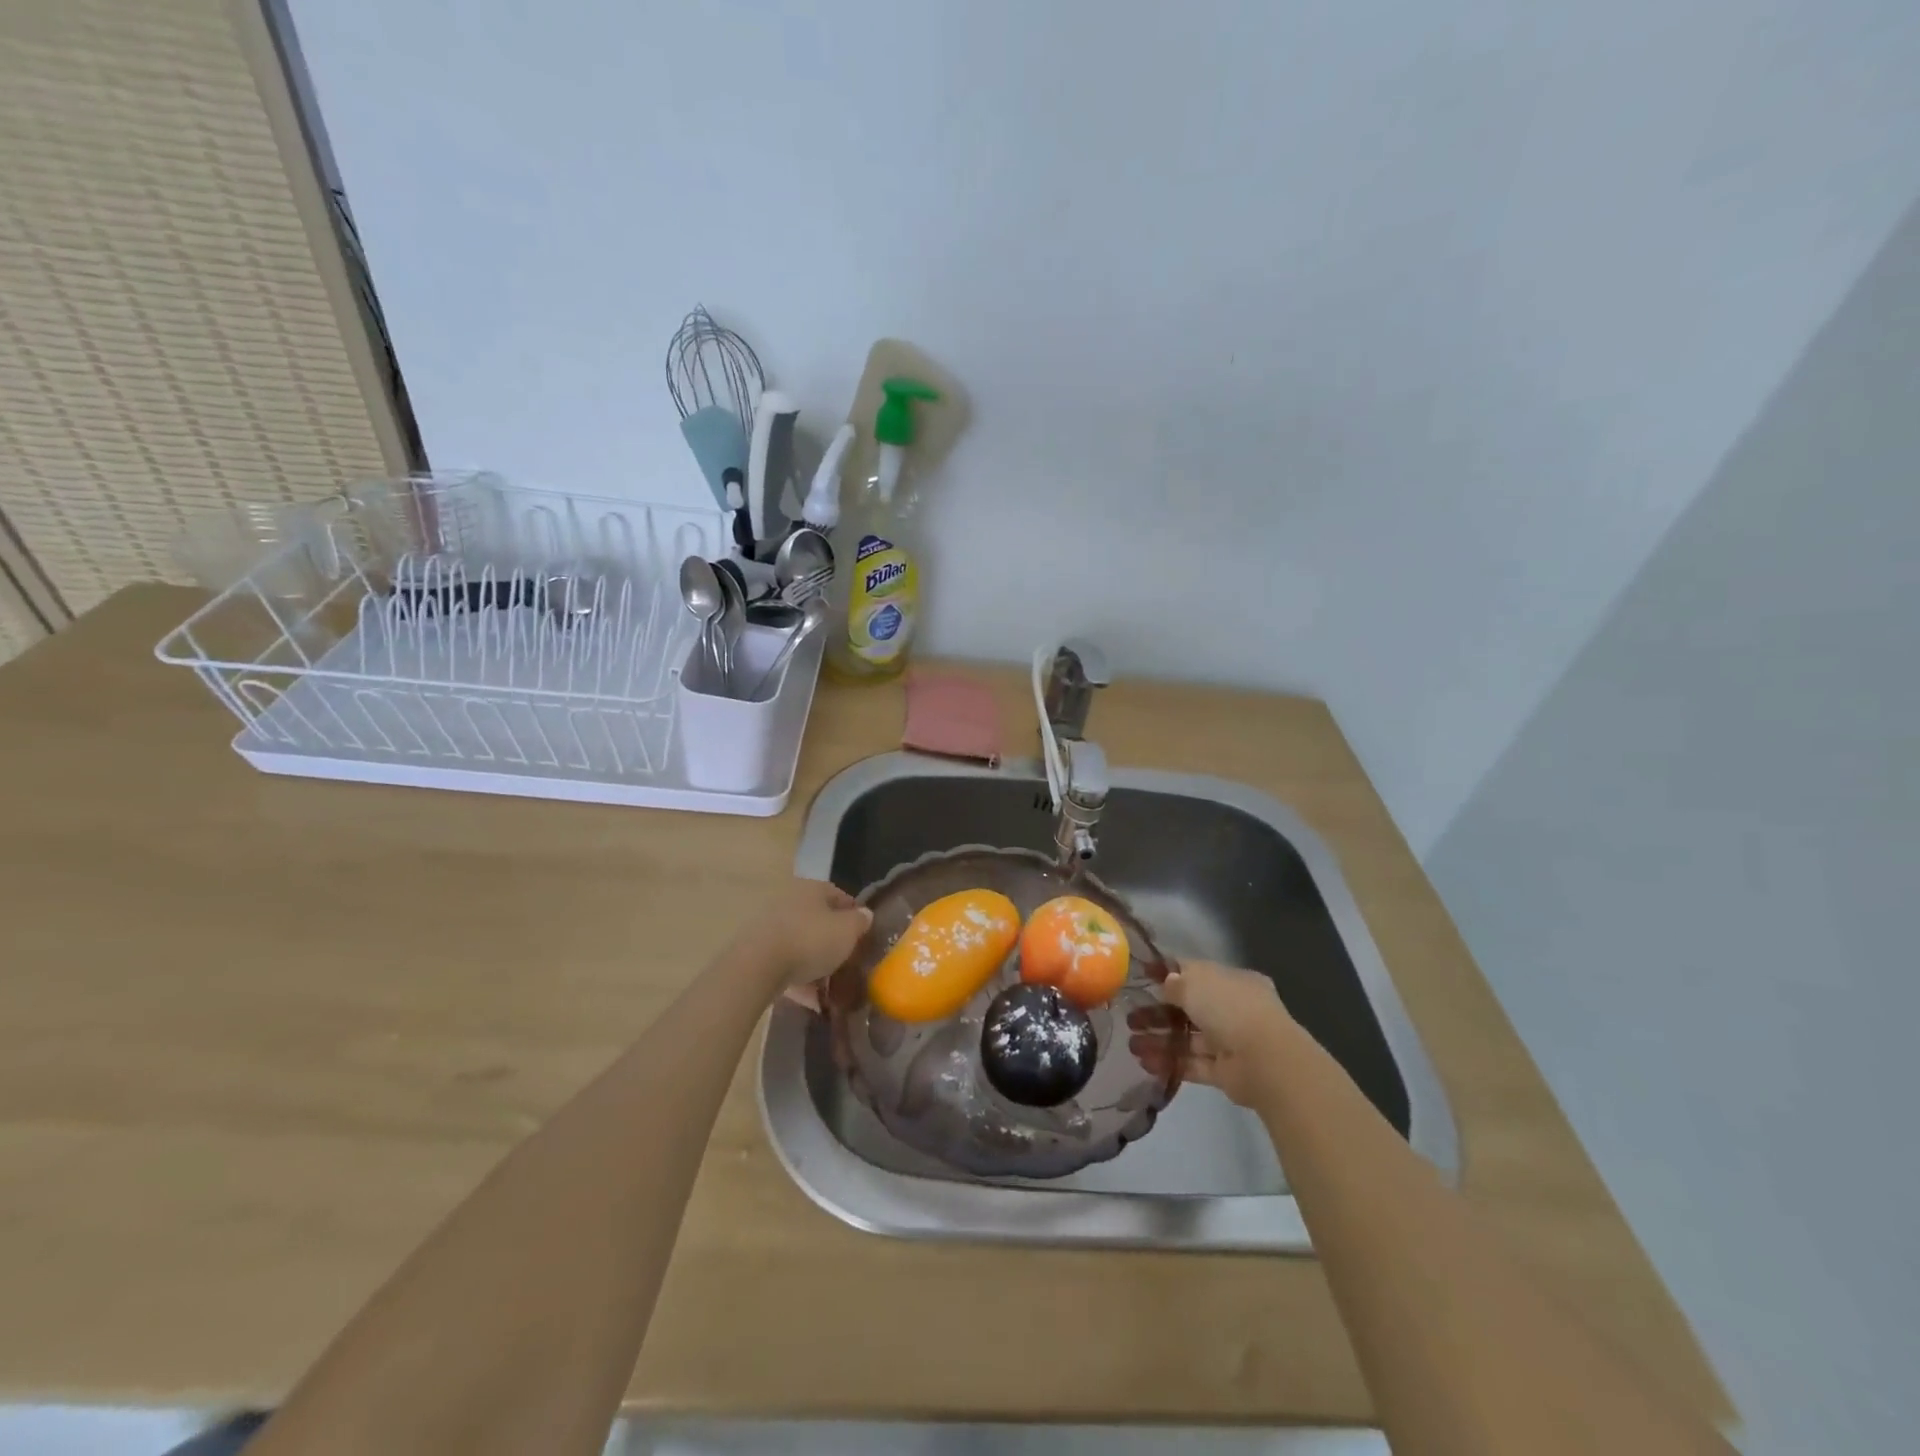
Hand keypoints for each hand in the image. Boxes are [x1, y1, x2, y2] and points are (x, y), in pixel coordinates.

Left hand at [731, 879, 872, 996]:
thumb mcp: (847, 931)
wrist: (757, 966)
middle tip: (848, 962)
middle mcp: (789, 901)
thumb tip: (864, 914)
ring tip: (830, 987)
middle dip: (833, 941)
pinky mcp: (755, 951)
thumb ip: (860, 921)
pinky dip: (798, 979)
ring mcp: (769, 926)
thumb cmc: (810, 940)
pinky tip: (811, 1000)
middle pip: (818, 920)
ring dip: (815, 963)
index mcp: (811, 889)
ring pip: (800, 943)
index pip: (839, 896)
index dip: (855, 915)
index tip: (864, 937)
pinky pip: (784, 964)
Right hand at [1128, 960, 1295, 1108]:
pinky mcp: (1225, 1071)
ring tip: (1130, 1044)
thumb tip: (1166, 983)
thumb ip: (1176, 983)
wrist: (1264, 1060)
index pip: (1195, 973)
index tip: (1141, 978)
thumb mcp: (1195, 983)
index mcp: (1231, 981)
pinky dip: (1170, 1062)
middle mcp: (1232, 1009)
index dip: (1167, 974)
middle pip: (1188, 1008)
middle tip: (1129, 1018)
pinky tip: (1145, 1062)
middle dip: (1157, 1013)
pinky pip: (1193, 1063)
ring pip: (1188, 1038)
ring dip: (1159, 1039)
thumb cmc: (1229, 1008)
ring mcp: (1230, 1041)